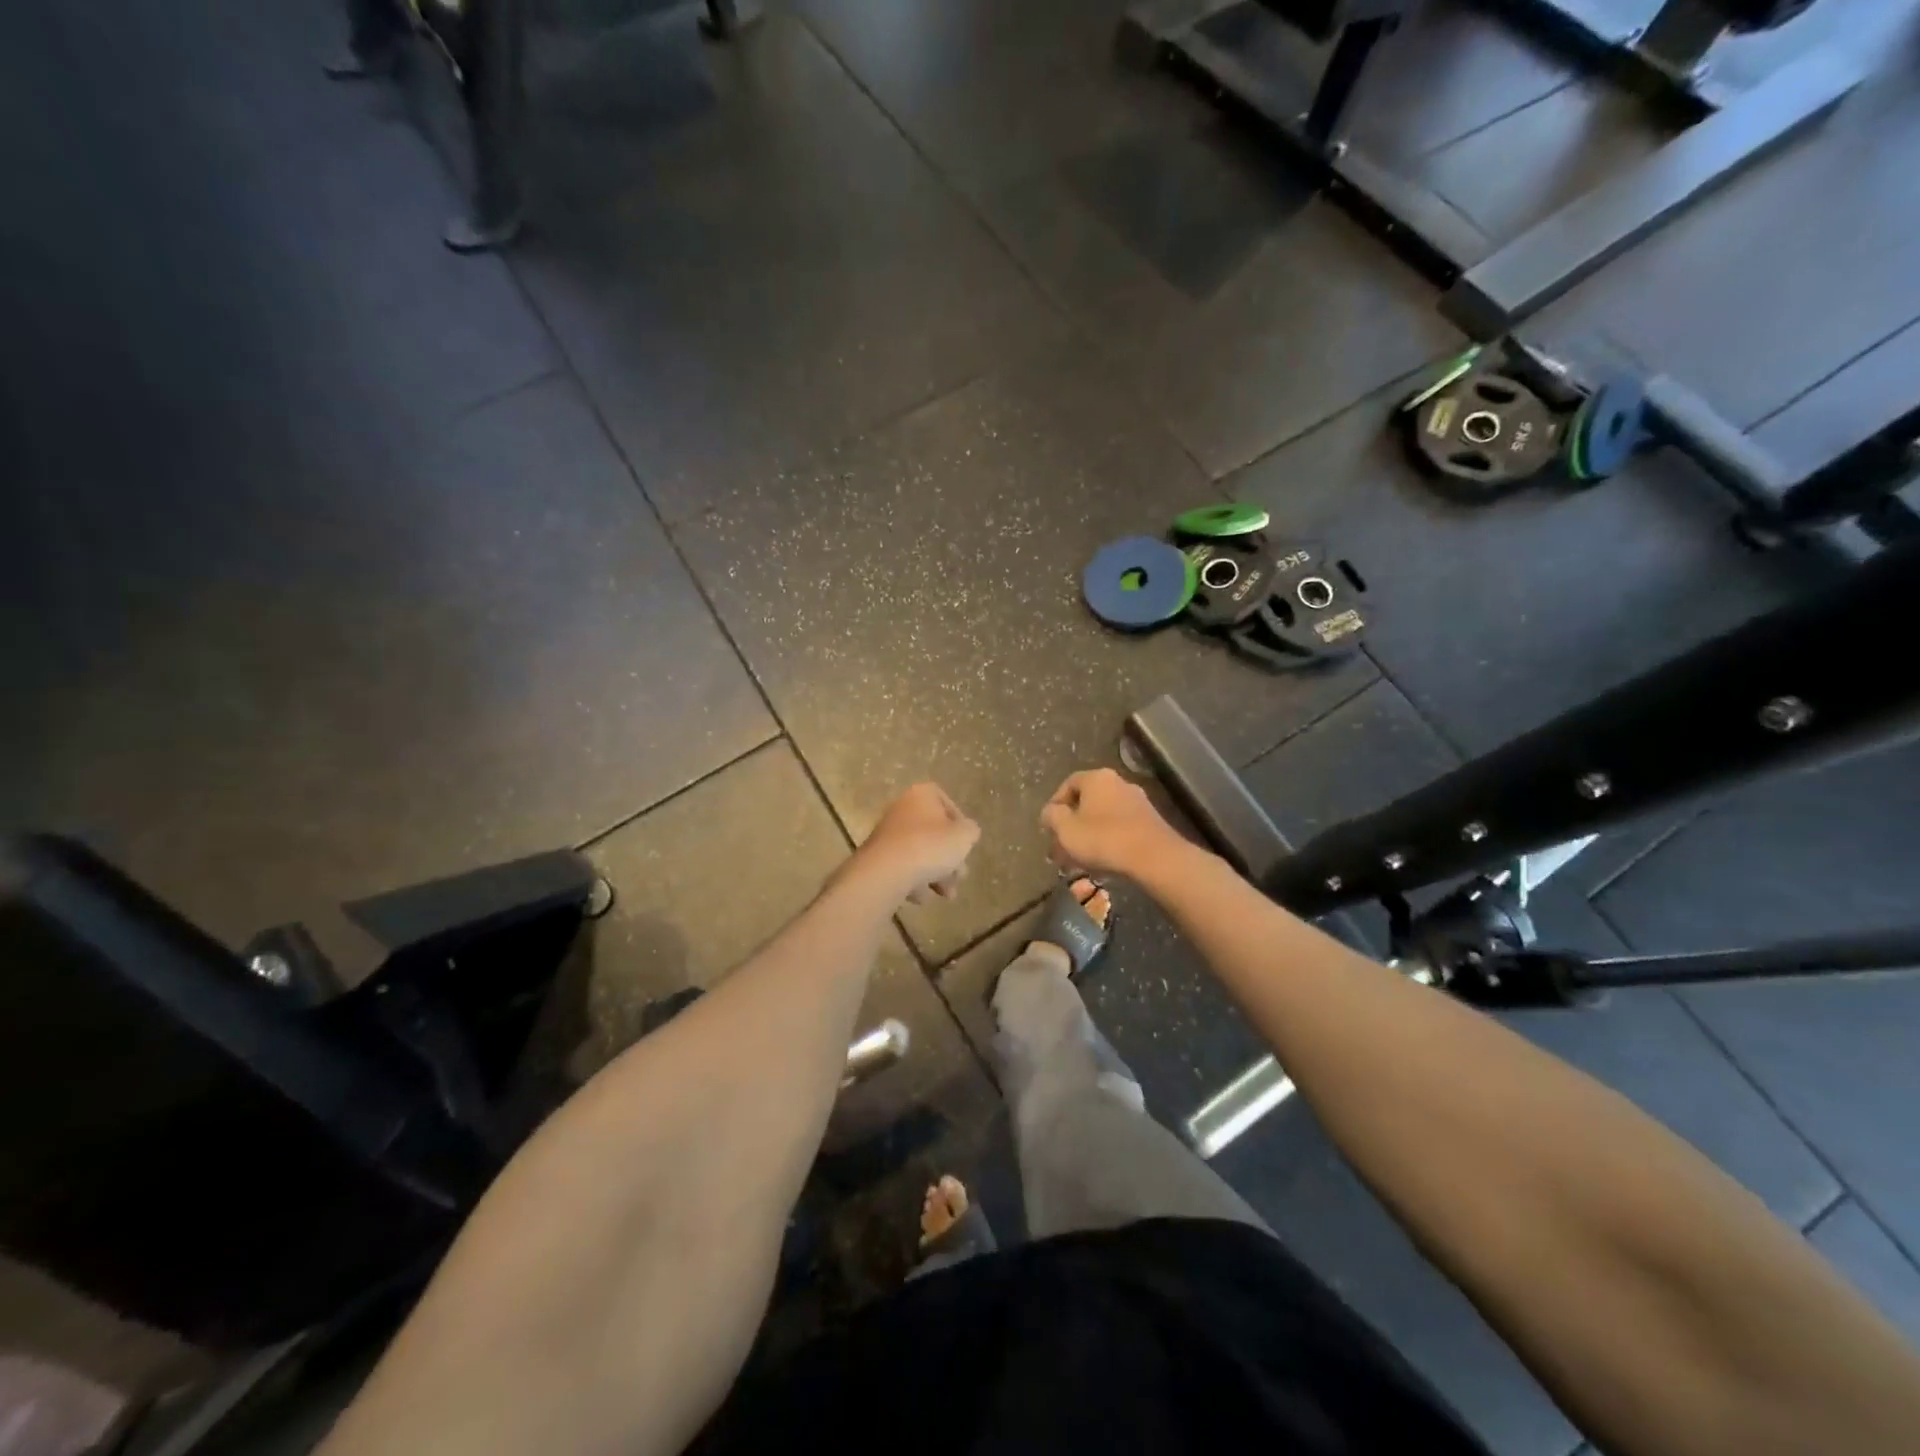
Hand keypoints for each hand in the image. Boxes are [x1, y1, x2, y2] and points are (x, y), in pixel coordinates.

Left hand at [849, 783, 980, 905]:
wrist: (886, 871)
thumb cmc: (930, 846)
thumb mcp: (964, 836)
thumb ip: (970, 831)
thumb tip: (966, 832)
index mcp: (921, 795)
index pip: (945, 802)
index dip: (960, 824)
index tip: (965, 843)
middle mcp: (901, 809)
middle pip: (933, 832)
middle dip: (949, 858)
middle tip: (960, 876)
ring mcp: (887, 834)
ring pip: (919, 853)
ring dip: (936, 874)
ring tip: (946, 895)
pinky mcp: (877, 857)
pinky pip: (902, 868)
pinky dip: (913, 881)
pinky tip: (920, 896)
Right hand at [1040, 769, 1181, 878]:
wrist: (1154, 857)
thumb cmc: (1103, 838)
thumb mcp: (1065, 829)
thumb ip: (1052, 816)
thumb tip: (1049, 812)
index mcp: (1097, 778)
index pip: (1068, 784)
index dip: (1055, 805)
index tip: (1048, 826)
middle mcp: (1119, 783)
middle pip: (1087, 802)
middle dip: (1072, 825)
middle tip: (1061, 847)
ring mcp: (1138, 801)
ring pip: (1104, 817)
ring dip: (1089, 835)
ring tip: (1079, 860)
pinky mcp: (1150, 821)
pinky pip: (1121, 827)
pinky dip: (1108, 840)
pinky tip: (1102, 861)